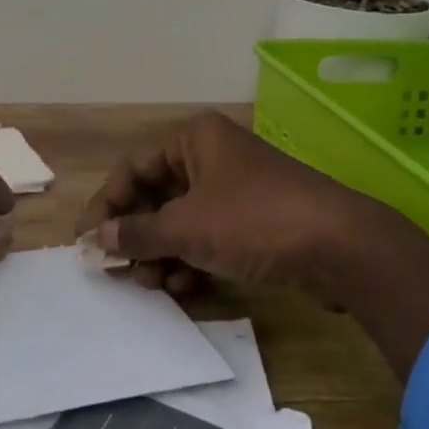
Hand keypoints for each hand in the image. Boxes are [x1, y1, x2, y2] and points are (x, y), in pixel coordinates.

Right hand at [74, 112, 379, 306]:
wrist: (341, 247)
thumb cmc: (253, 220)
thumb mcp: (186, 227)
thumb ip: (136, 233)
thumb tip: (97, 239)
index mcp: (193, 140)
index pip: (132, 168)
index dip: (106, 204)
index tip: (87, 241)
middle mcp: (211, 158)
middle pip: (156, 196)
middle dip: (137, 236)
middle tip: (121, 271)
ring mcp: (234, 191)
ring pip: (181, 221)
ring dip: (161, 254)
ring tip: (153, 285)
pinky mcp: (253, 222)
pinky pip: (207, 238)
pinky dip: (191, 261)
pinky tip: (183, 288)